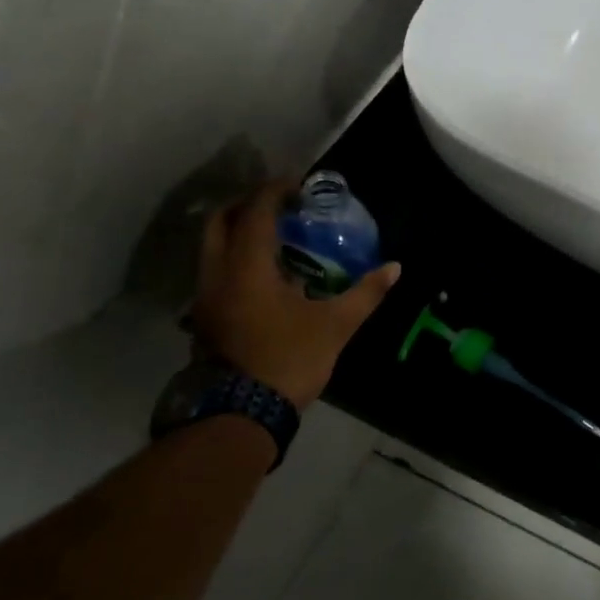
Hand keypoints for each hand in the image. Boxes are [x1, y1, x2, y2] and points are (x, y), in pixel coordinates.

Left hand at [190, 182, 400, 409]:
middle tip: (279, 204)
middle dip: (247, 204)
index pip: (255, 212)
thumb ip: (366, 293)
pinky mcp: (203, 318)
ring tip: (274, 236)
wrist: (241, 415)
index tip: (297, 184)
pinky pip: (214, 271)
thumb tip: (395, 268)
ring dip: (237, 231)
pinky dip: (234, 258)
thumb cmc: (289, 360)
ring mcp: (204, 298)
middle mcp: (217, 274)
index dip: (274, 191)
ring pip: (211, 247)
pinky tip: (263, 274)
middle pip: (219, 221)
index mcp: (247, 267)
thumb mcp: (336, 325)